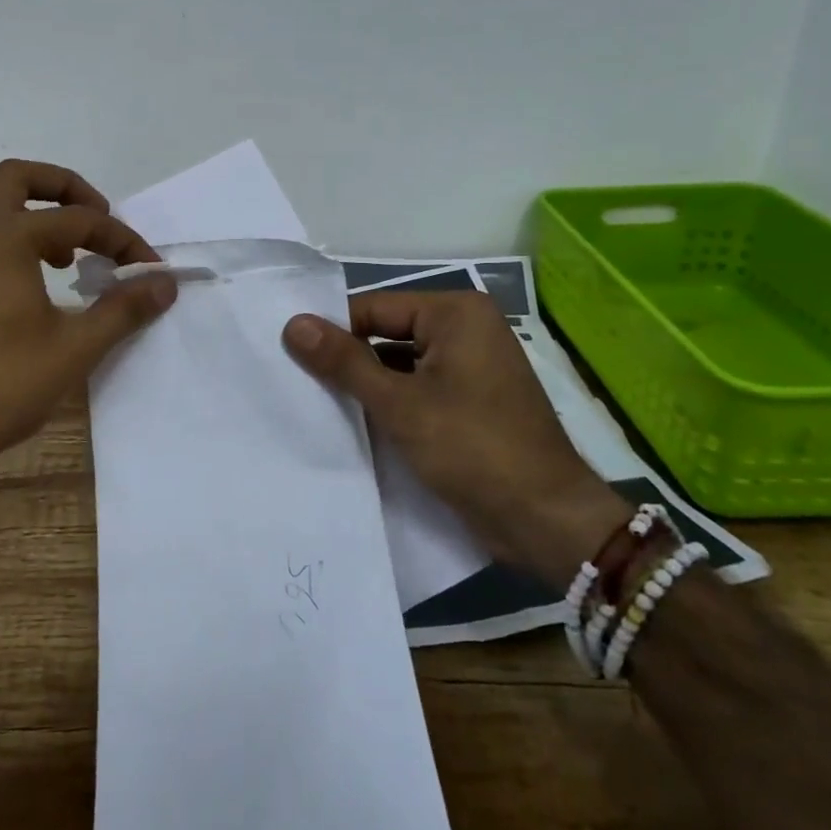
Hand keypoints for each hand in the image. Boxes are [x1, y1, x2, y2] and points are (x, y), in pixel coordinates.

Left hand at [0, 160, 177, 519]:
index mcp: (3, 236)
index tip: (148, 269)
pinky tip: (21, 288)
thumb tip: (165, 283)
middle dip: (65, 190)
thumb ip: (123, 308)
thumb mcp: (74, 348)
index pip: (78, 220)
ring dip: (32, 216)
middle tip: (97, 221)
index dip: (121, 239)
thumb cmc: (0, 386)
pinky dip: (3, 242)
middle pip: (18, 178)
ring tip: (65, 260)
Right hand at [283, 292, 628, 588]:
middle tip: (292, 381)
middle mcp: (466, 330)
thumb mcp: (400, 404)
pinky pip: (417, 390)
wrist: (545, 521)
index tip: (285, 355)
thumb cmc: (473, 449)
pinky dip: (389, 404)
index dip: (330, 332)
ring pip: (399, 365)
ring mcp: (470, 367)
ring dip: (365, 387)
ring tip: (312, 404)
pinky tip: (353, 425)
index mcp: (456, 313)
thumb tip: (292, 324)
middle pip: (386, 335)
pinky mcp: (470, 402)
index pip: (373, 309)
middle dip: (347, 361)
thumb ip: (344, 362)